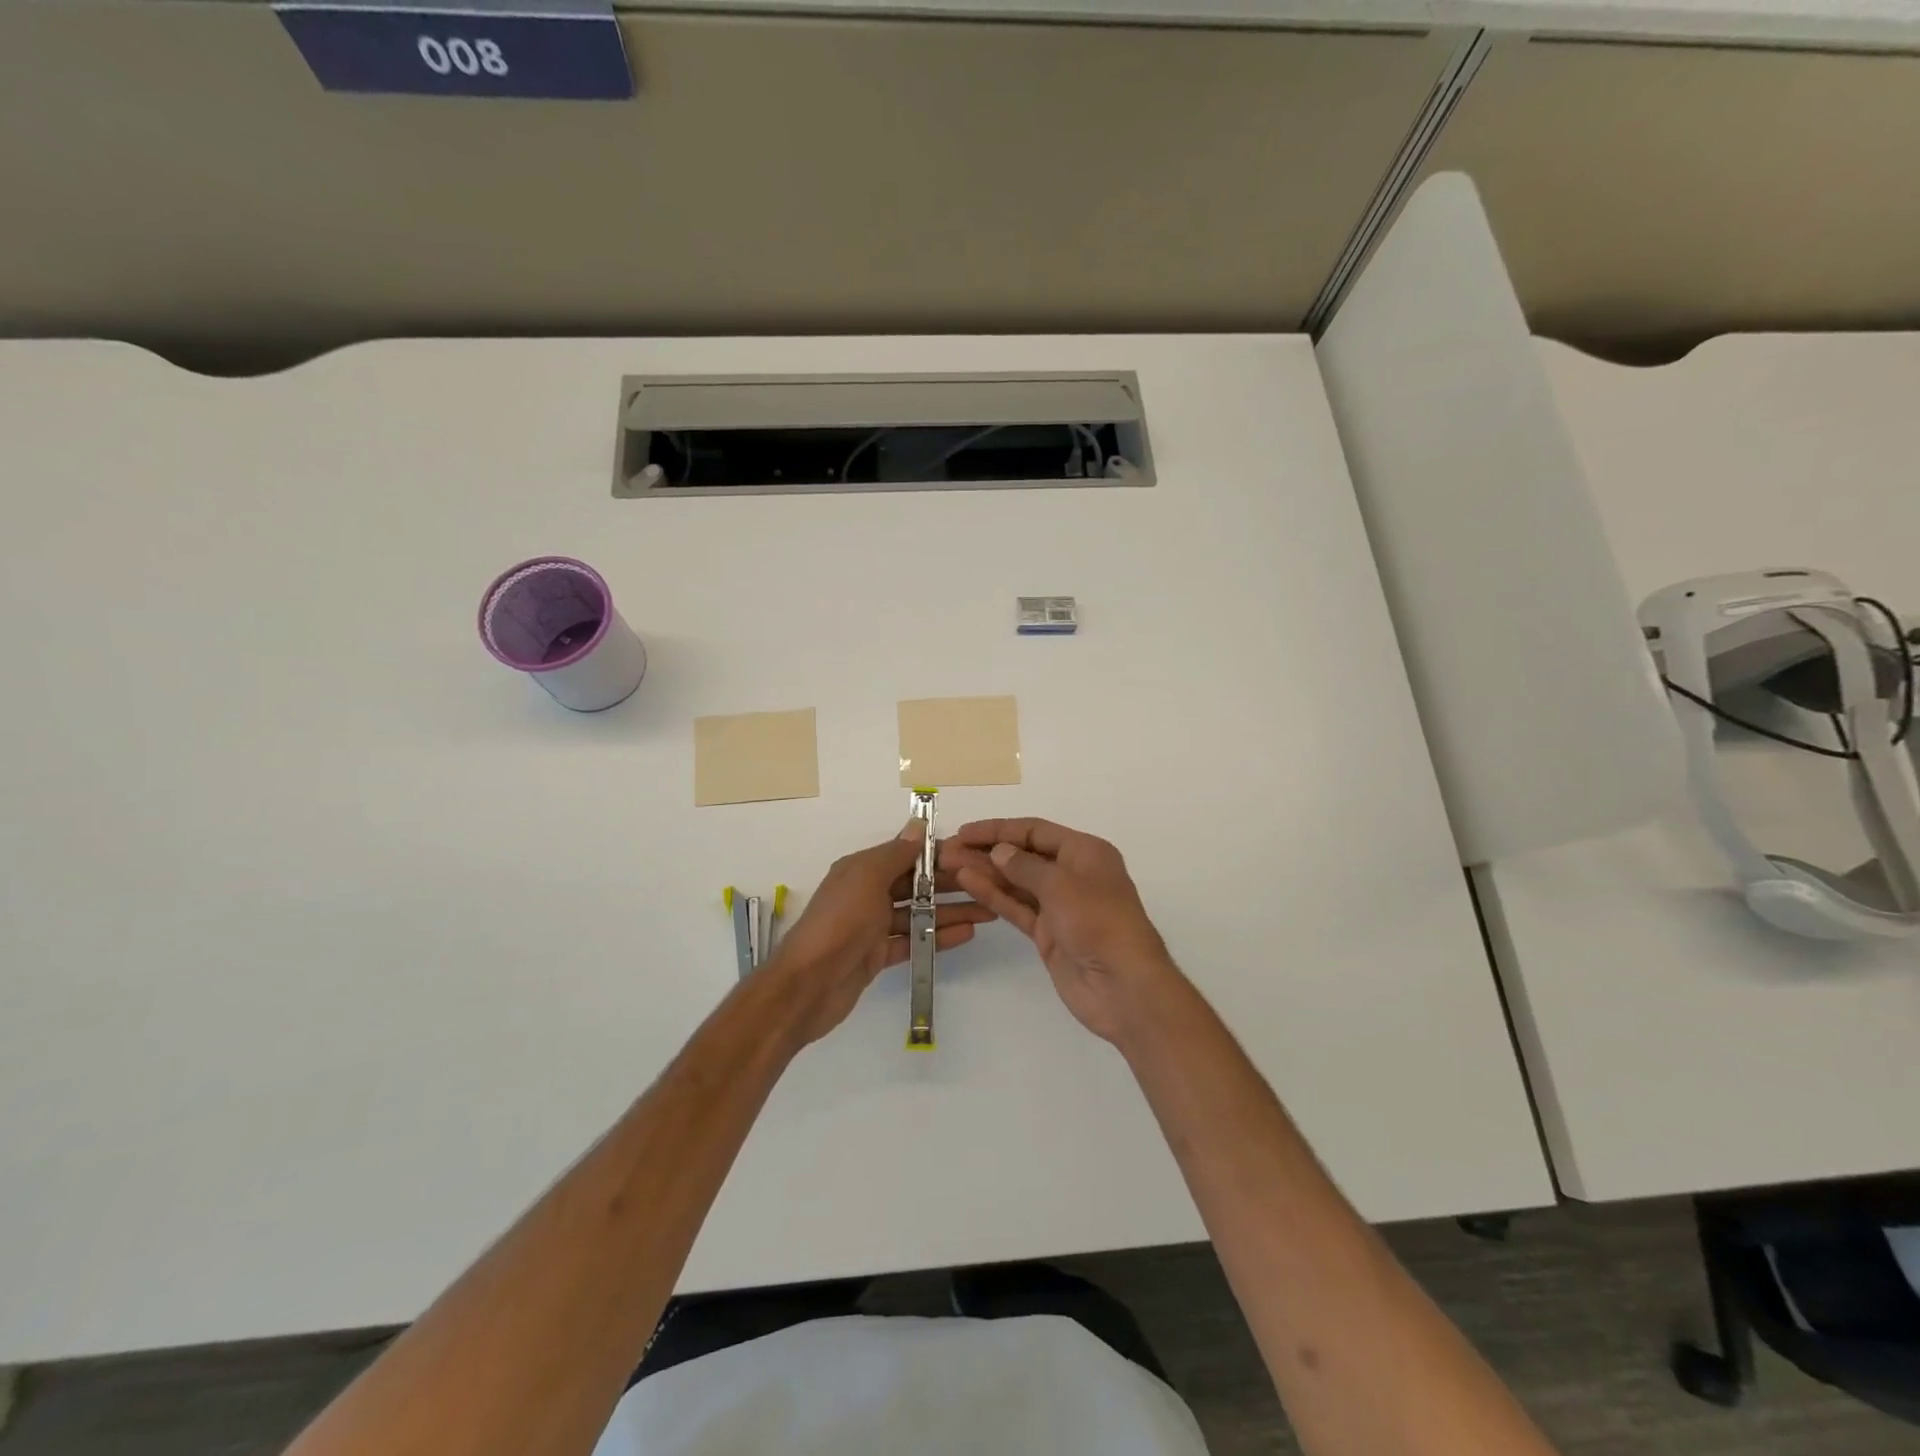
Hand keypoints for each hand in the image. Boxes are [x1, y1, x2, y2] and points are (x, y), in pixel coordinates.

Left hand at [767, 821, 993, 1045]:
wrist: (807, 985)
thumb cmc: (839, 923)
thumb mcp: (866, 878)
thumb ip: (895, 854)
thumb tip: (917, 826)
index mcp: (861, 869)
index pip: (906, 855)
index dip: (938, 854)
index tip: (973, 855)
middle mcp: (867, 893)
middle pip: (916, 884)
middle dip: (951, 884)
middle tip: (989, 884)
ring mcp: (872, 927)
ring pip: (918, 913)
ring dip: (951, 911)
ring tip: (989, 911)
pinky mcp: (878, 955)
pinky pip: (914, 941)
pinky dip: (938, 937)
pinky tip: (967, 934)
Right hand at [941, 817, 1183, 1045]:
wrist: (1123, 987)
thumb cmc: (1099, 923)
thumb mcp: (1062, 885)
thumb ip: (1025, 866)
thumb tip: (999, 851)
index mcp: (1085, 852)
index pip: (1035, 831)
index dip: (999, 829)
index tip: (965, 832)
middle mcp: (1072, 874)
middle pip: (1023, 855)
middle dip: (987, 851)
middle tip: (948, 851)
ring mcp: (1059, 905)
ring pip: (1016, 882)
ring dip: (985, 872)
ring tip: (949, 865)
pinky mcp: (1048, 933)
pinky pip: (1017, 907)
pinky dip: (994, 895)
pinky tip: (968, 884)